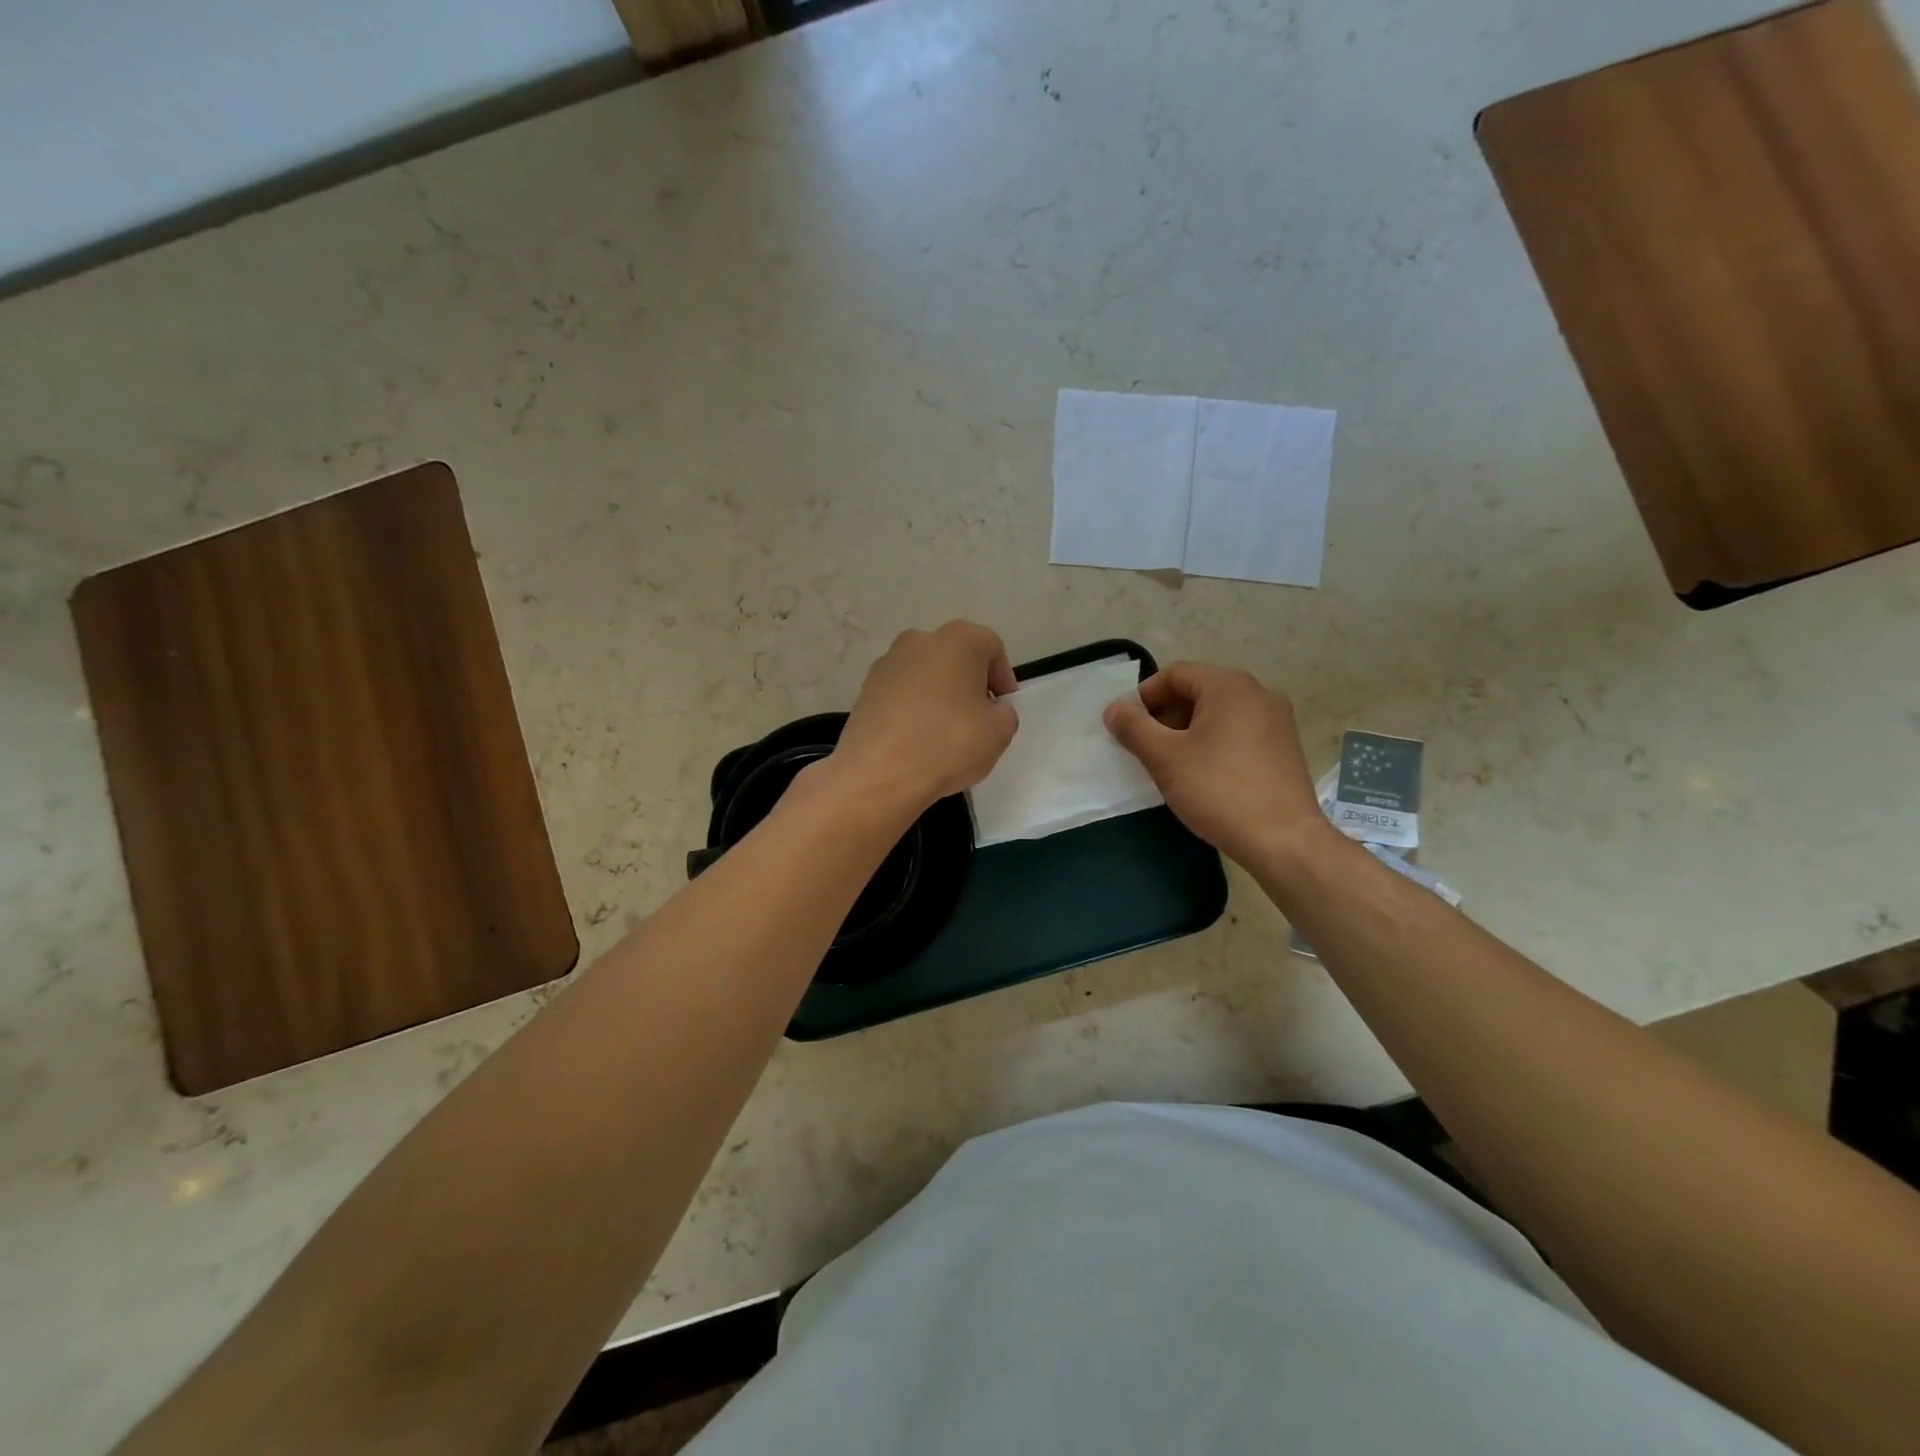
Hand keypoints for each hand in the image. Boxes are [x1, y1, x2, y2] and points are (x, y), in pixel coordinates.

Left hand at [832, 621, 1019, 812]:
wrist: (878, 773)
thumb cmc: (948, 743)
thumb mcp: (999, 733)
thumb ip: (1004, 713)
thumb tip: (991, 709)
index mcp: (958, 640)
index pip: (991, 647)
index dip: (1002, 676)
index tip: (1003, 706)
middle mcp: (919, 640)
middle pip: (955, 656)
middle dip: (969, 682)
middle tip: (978, 717)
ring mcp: (887, 663)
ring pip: (925, 674)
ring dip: (939, 695)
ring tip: (945, 732)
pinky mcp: (865, 689)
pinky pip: (901, 693)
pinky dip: (913, 708)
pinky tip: (917, 739)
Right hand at [1104, 662, 1330, 866]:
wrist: (1283, 840)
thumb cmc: (1219, 791)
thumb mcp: (1165, 758)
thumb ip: (1133, 728)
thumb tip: (1114, 709)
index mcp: (1230, 686)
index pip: (1175, 674)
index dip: (1144, 697)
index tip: (1127, 728)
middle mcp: (1258, 692)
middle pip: (1198, 691)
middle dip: (1166, 716)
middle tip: (1147, 749)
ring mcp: (1277, 720)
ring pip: (1218, 713)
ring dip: (1188, 731)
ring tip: (1172, 765)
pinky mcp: (1285, 746)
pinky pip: (1238, 731)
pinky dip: (1214, 743)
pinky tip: (1204, 775)